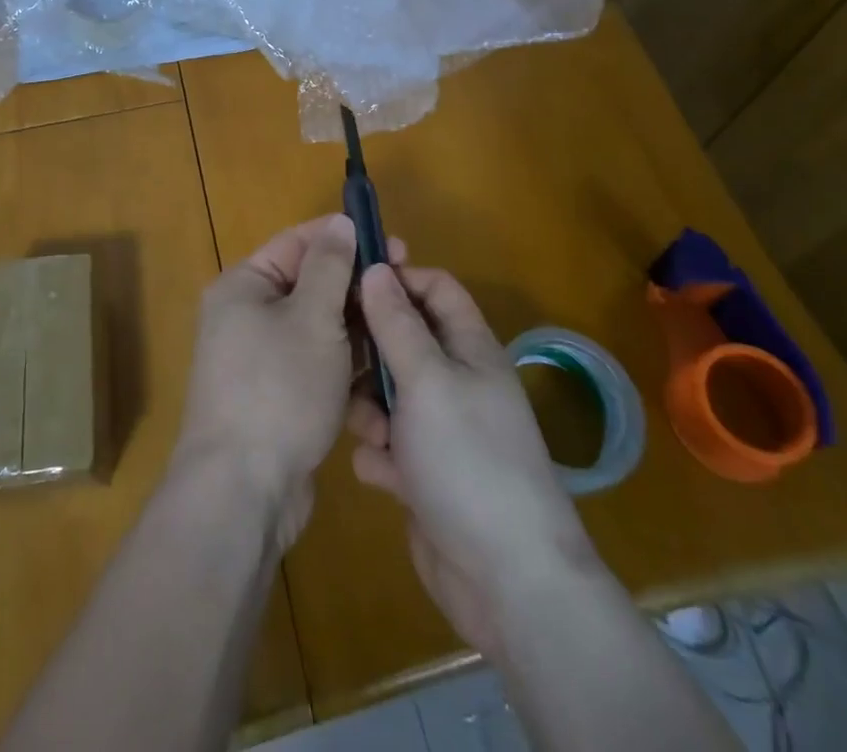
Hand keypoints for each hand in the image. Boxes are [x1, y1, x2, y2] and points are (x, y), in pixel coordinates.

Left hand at [176, 215, 405, 550]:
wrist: (244, 490)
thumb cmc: (278, 388)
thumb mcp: (312, 317)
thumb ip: (330, 266)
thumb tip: (340, 222)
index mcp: (244, 286)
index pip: (298, 243)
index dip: (344, 238)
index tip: (392, 243)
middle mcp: (246, 316)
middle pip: (310, 285)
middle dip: (356, 287)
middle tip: (406, 287)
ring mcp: (261, 360)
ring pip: (319, 328)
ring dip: (357, 330)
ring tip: (402, 330)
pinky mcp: (278, 397)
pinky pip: (317, 365)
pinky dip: (346, 366)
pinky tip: (384, 374)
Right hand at [347, 263, 597, 658]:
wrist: (506, 579)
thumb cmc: (468, 459)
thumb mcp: (427, 379)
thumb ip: (397, 323)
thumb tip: (376, 267)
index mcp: (469, 348)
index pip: (433, 288)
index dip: (396, 279)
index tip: (350, 285)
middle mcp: (456, 381)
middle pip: (402, 339)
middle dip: (370, 351)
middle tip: (340, 363)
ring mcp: (441, 429)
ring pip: (387, 393)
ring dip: (368, 408)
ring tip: (370, 433)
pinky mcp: (424, 472)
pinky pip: (387, 444)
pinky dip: (379, 455)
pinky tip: (381, 475)